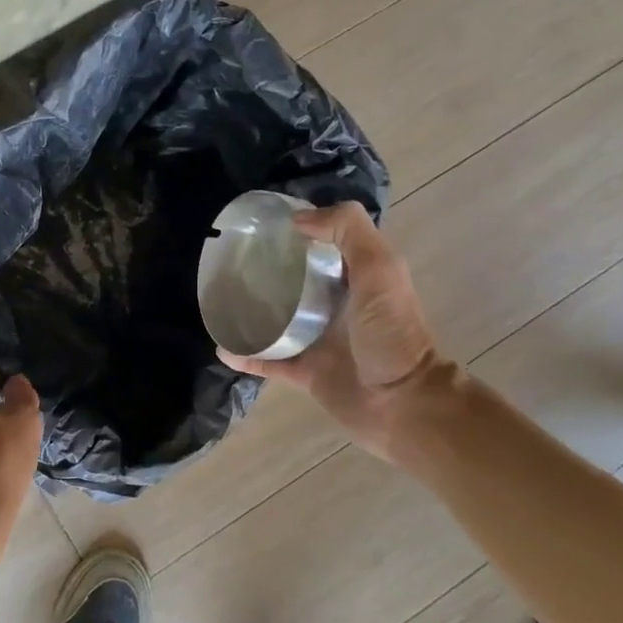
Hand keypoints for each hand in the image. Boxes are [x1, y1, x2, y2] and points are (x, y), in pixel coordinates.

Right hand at [218, 202, 443, 454]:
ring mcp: (320, 341)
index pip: (325, 246)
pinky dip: (246, 355)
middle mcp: (338, 306)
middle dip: (267, 271)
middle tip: (231, 261)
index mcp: (356, 279)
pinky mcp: (305, 372)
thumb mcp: (379, 269)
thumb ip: (348, 232)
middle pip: (296, 282)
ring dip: (251, 313)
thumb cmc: (391, 334)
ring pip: (278, 320)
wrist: (402, 404)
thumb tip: (298, 219)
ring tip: (219, 301)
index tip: (263, 225)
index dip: (299, 232)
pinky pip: (268, 360)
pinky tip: (222, 347)